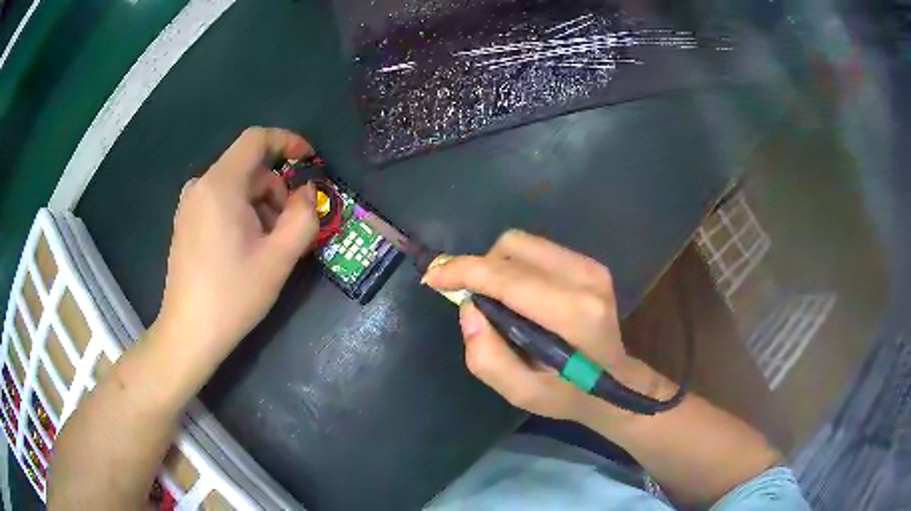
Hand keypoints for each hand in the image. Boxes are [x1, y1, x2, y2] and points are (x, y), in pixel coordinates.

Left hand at [155, 127, 318, 363]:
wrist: (188, 333)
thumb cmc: (233, 295)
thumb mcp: (279, 258)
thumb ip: (303, 217)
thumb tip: (308, 193)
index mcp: (221, 185)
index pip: (257, 139)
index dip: (288, 141)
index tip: (309, 162)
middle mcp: (200, 186)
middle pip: (249, 168)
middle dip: (277, 190)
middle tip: (292, 229)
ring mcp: (189, 205)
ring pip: (236, 187)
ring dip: (262, 206)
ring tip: (270, 247)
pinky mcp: (186, 223)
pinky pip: (221, 202)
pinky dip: (243, 214)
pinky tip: (248, 249)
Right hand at [423, 230, 663, 422]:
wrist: (616, 382)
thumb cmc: (568, 394)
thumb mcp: (522, 393)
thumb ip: (488, 357)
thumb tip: (468, 308)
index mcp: (574, 314)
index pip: (508, 278)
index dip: (464, 271)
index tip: (433, 277)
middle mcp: (586, 279)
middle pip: (513, 248)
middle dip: (480, 268)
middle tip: (471, 299)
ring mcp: (591, 266)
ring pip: (523, 243)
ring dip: (497, 266)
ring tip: (495, 300)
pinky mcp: (590, 263)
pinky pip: (536, 250)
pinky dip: (515, 266)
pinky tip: (517, 295)